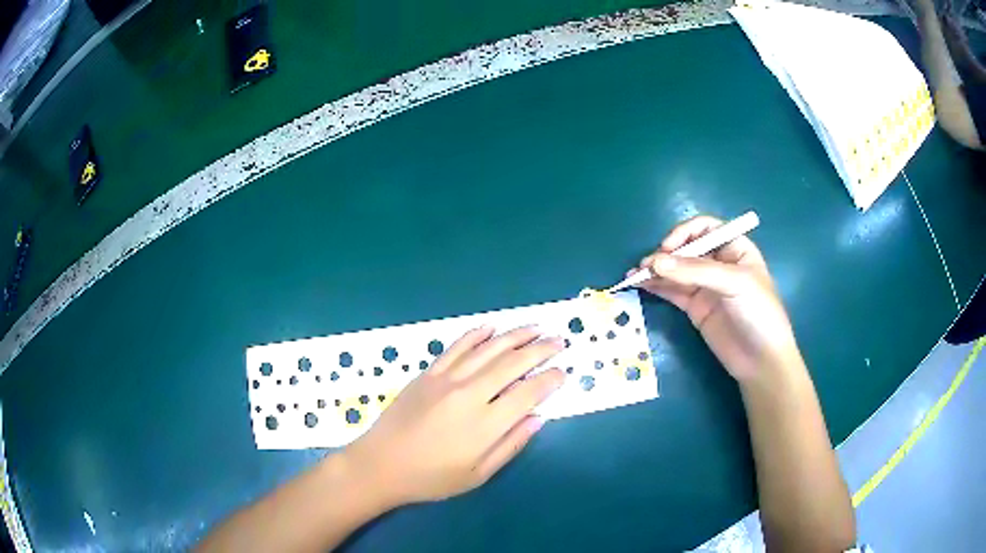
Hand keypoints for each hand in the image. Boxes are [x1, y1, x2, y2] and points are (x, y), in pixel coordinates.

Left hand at [344, 326, 564, 506]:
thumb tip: (538, 418)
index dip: (550, 380)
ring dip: (515, 335)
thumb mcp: (477, 474)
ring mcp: (446, 379)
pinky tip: (491, 328)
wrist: (380, 464)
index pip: (528, 393)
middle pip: (513, 363)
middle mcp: (469, 394)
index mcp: (485, 424)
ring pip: (488, 349)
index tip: (563, 372)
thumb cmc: (431, 478)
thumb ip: (511, 445)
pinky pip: (456, 347)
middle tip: (559, 341)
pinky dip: (476, 335)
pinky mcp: (428, 373)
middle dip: (540, 349)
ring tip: (535, 328)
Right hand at [631, 216, 799, 383]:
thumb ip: (696, 271)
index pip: (704, 228)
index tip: (667, 248)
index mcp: (734, 248)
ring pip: (675, 270)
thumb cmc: (758, 313)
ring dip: (655, 270)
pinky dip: (655, 286)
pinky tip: (639, 284)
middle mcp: (718, 263)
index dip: (684, 233)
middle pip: (686, 248)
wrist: (761, 360)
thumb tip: (655, 262)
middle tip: (646, 265)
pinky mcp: (695, 307)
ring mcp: (705, 286)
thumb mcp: (734, 284)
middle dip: (665, 253)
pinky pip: (672, 291)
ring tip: (634, 275)